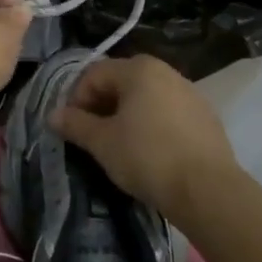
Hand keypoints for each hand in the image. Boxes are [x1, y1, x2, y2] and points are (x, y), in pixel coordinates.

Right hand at [52, 56, 236, 222]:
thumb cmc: (148, 158)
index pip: (94, 74)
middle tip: (93, 138)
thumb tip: (52, 115)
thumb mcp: (102, 143)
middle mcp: (166, 72)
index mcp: (138, 69)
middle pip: (121, 83)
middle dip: (102, 107)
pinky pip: (168, 114)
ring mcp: (190, 94)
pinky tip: (150, 153)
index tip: (72, 128)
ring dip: (127, 116)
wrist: (209, 192)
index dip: (76, 99)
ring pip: (146, 98)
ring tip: (120, 147)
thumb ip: (75, 124)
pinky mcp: (207, 118)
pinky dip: (152, 126)